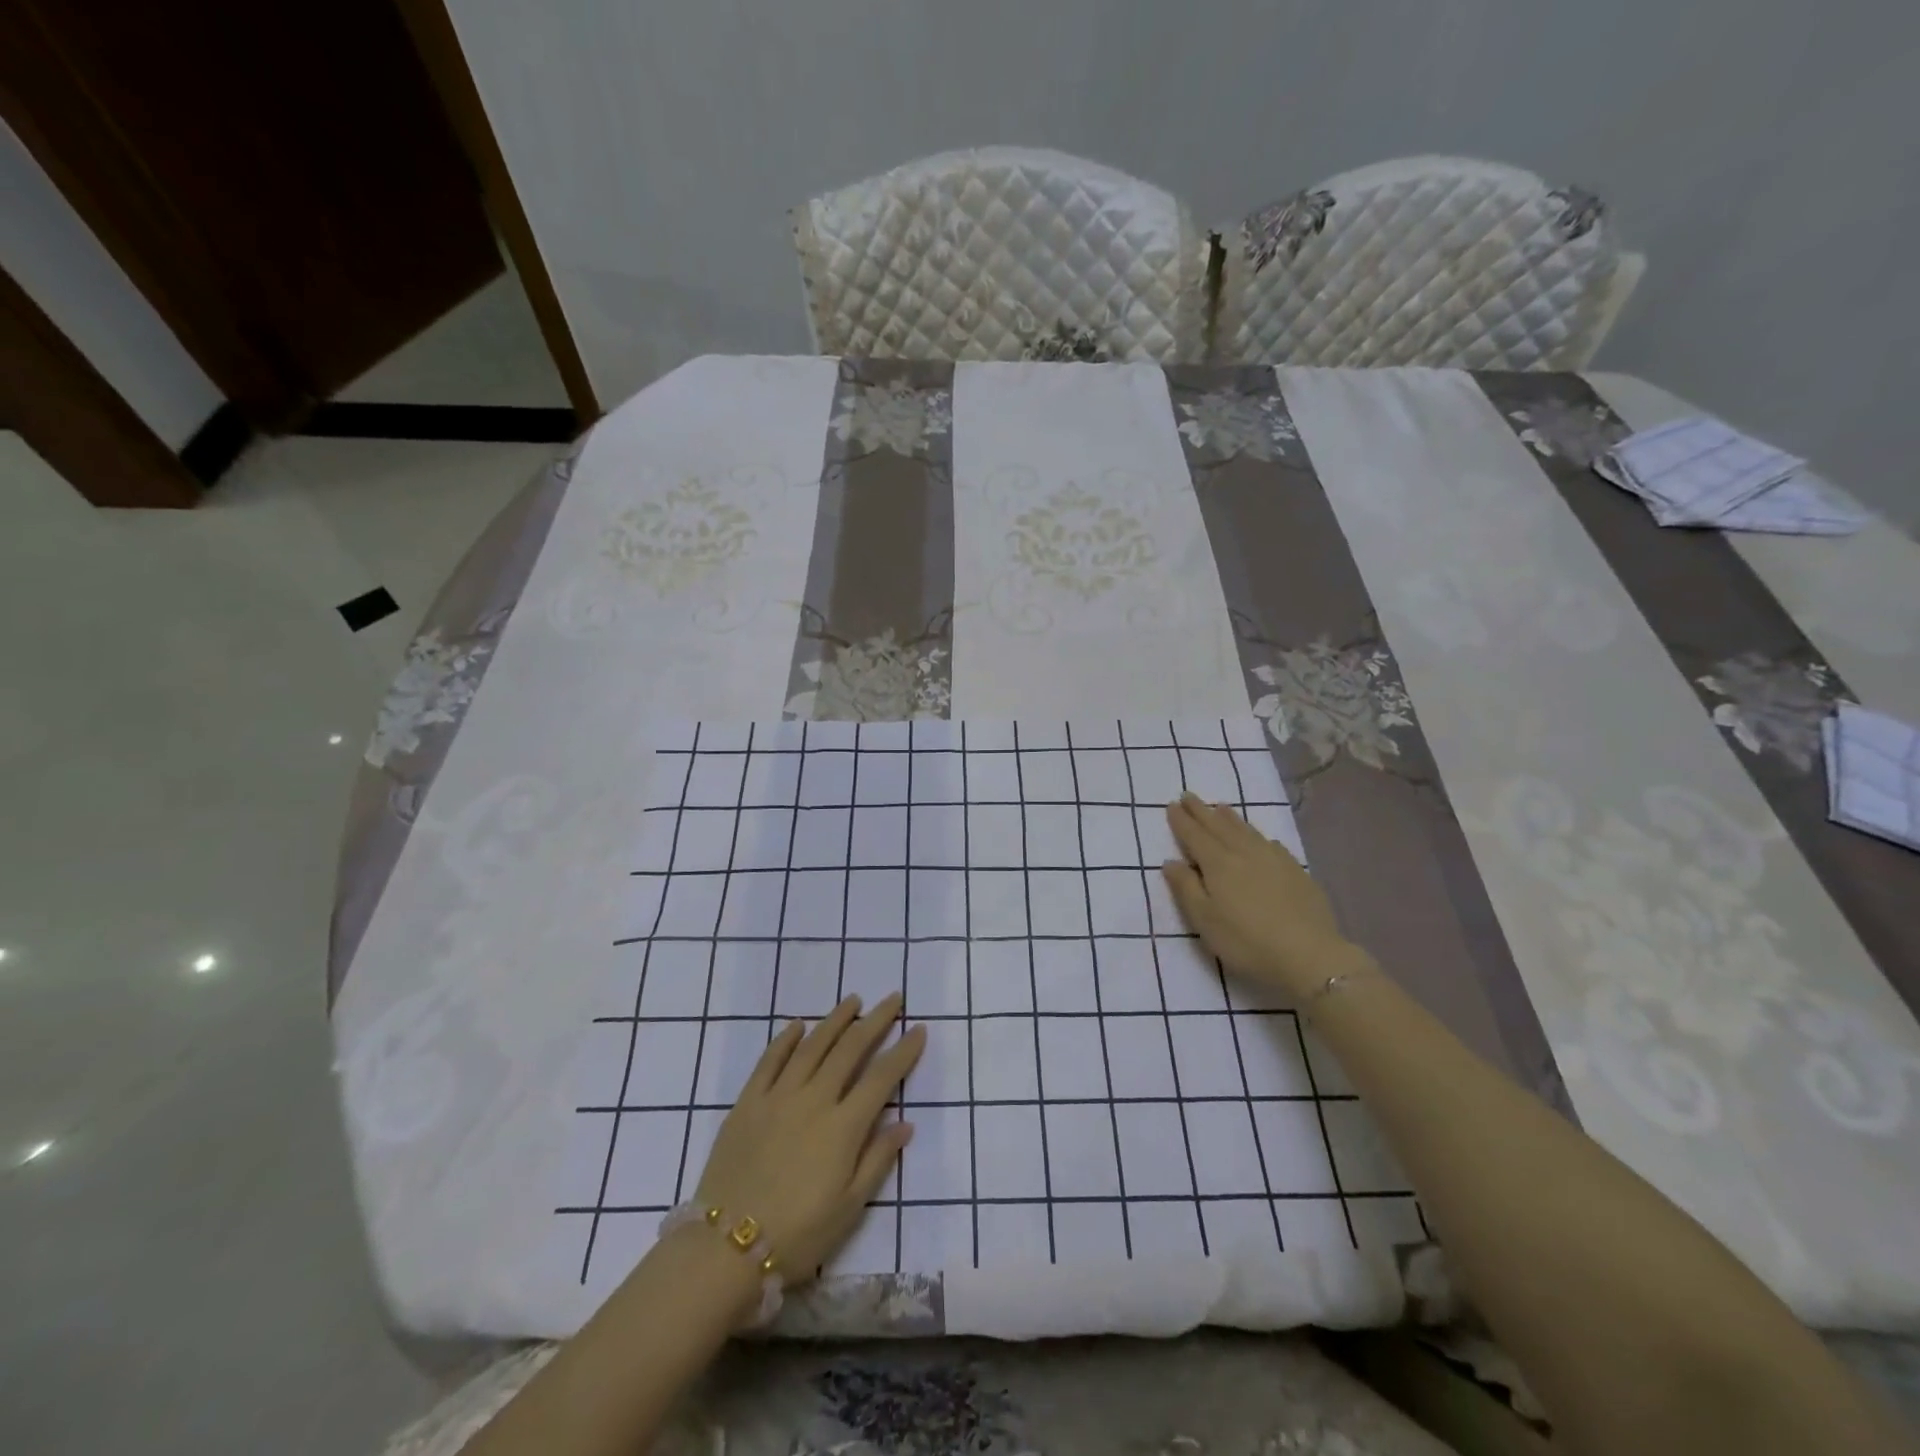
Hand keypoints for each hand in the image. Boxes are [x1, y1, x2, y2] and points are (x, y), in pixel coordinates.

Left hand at [693, 993, 923, 1282]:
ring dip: (835, 1020)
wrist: (724, 1249)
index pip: (882, 1077)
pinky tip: (798, 1025)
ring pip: (812, 1045)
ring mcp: (778, 1096)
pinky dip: (786, 1039)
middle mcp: (814, 1099)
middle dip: (876, 1021)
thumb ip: (877, 1160)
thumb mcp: (848, 1208)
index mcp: (843, 1127)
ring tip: (853, 1001)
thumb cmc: (796, 1235)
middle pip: (850, 1049)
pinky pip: (770, 1061)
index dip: (903, 1051)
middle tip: (893, 999)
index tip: (919, 1029)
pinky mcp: (748, 1102)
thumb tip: (905, 1123)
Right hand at [1160, 794, 1365, 1001]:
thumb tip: (1170, 862)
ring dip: (1229, 817)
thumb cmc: (1247, 941)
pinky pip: (1270, 843)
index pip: (1194, 835)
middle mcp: (1244, 853)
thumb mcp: (1204, 920)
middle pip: (1218, 826)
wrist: (1309, 954)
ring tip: (1220, 807)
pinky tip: (1260, 838)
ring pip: (1246, 830)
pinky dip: (1258, 835)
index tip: (1172, 805)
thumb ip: (1186, 888)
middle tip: (1189, 795)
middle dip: (1201, 811)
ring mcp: (1273, 859)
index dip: (1182, 820)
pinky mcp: (1296, 871)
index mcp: (1218, 864)